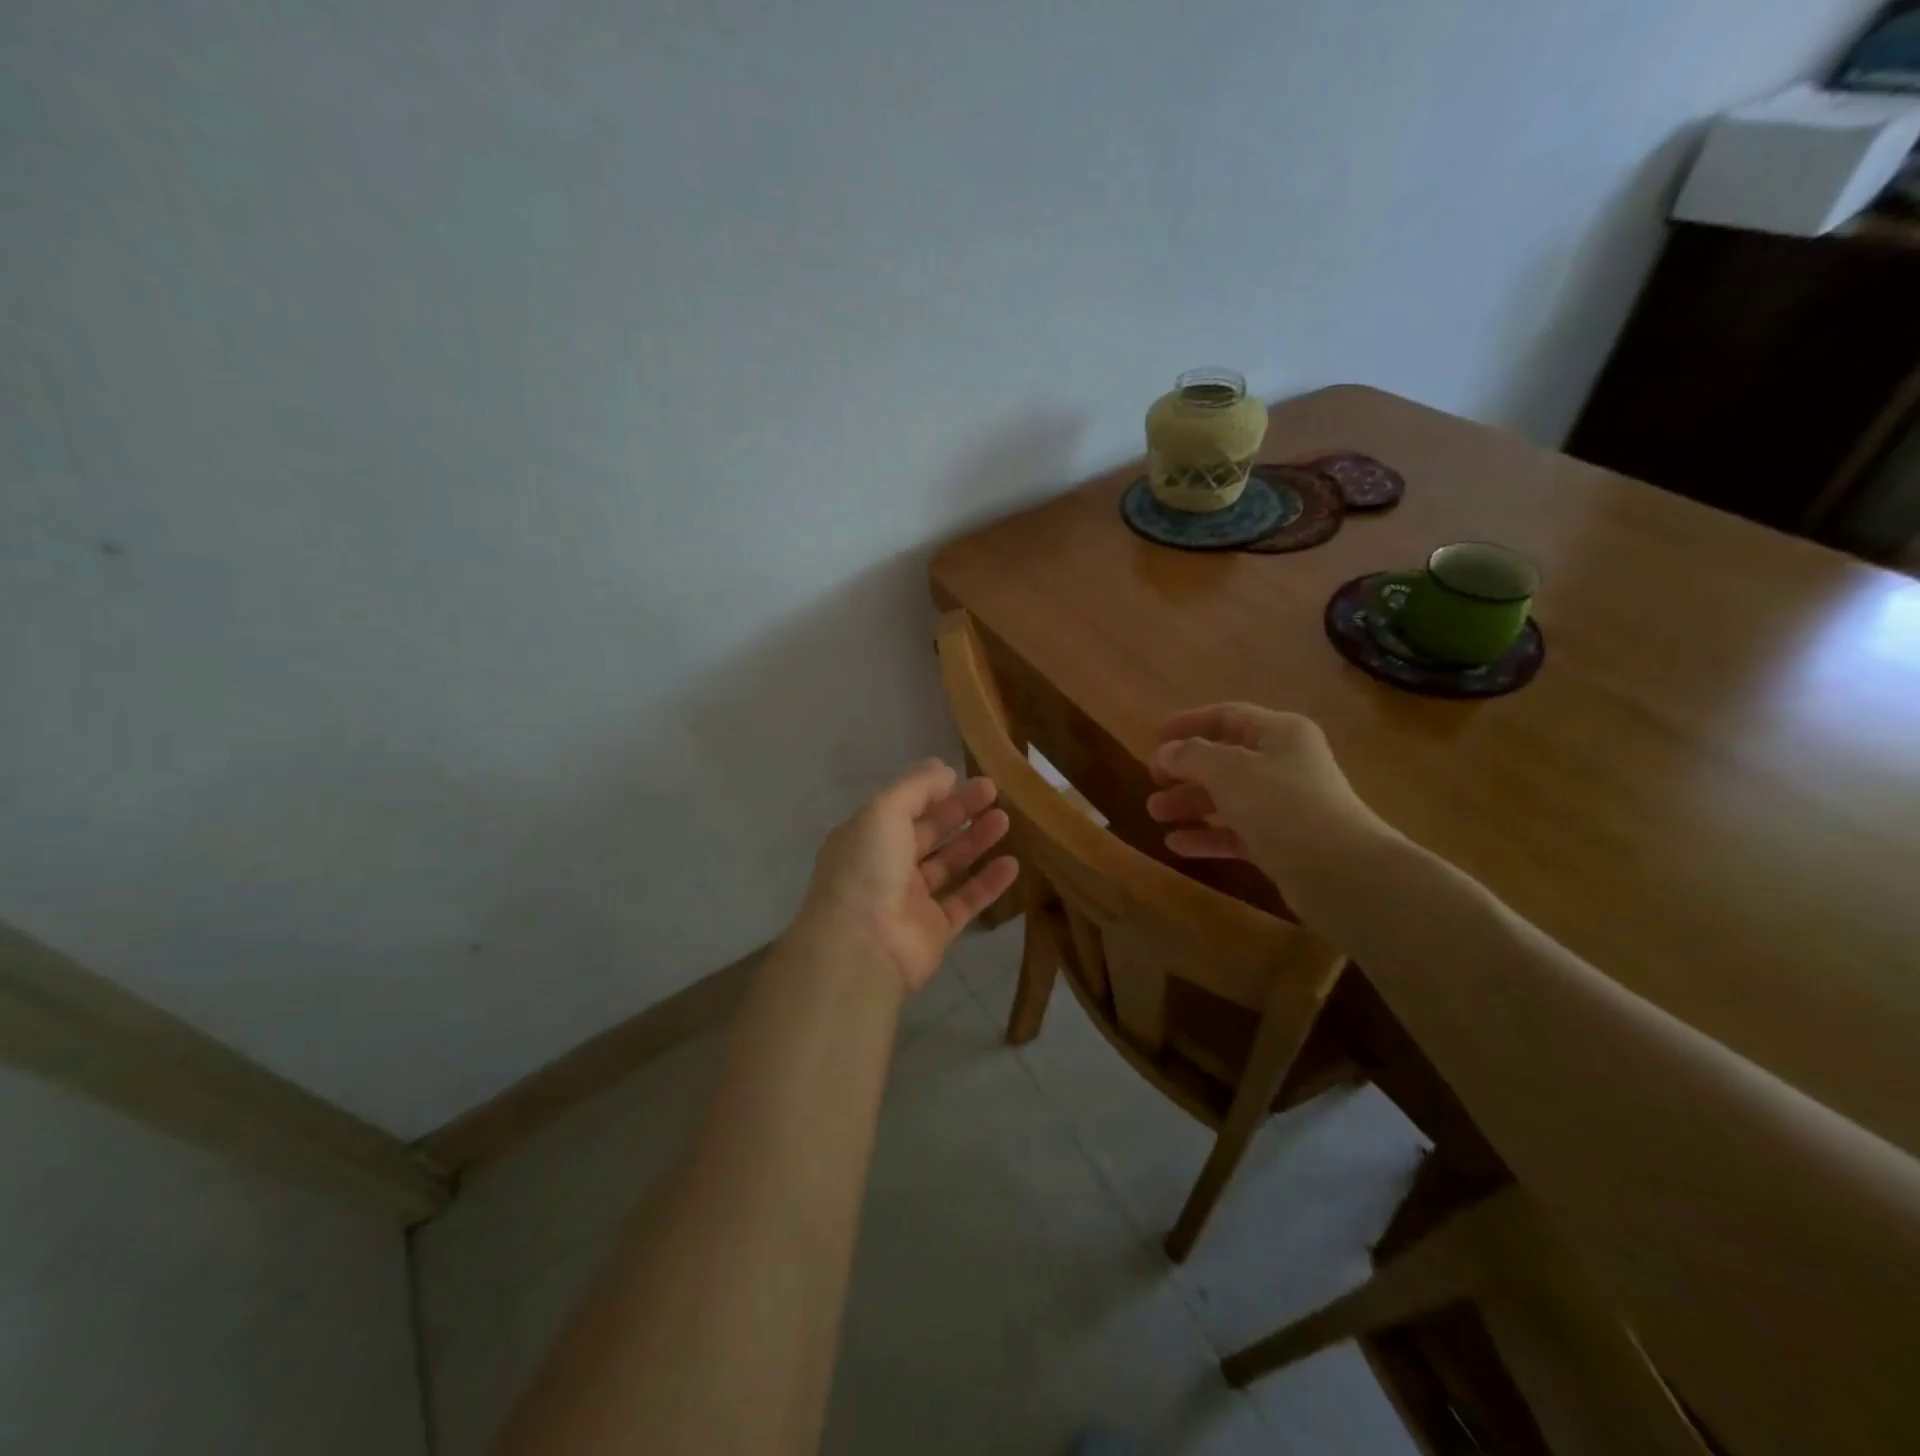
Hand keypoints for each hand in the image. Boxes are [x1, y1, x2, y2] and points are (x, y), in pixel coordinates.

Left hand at [795, 760, 1019, 994]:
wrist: (862, 948)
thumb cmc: (868, 869)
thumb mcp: (884, 811)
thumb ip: (916, 787)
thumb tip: (943, 768)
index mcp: (866, 837)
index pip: (904, 807)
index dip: (934, 791)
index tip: (967, 776)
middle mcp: (886, 866)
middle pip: (929, 832)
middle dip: (960, 811)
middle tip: (995, 791)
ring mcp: (910, 900)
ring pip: (949, 864)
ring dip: (976, 841)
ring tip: (1005, 820)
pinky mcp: (934, 930)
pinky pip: (966, 901)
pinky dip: (988, 883)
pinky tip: (1012, 864)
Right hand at [1145, 703, 1394, 913]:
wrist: (1340, 872)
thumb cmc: (1282, 805)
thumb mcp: (1228, 771)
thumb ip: (1191, 756)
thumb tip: (1166, 752)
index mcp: (1280, 733)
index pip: (1227, 716)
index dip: (1188, 723)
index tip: (1154, 737)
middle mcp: (1285, 764)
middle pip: (1225, 760)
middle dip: (1185, 770)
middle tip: (1152, 781)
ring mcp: (1285, 806)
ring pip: (1228, 798)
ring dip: (1190, 804)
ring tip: (1155, 814)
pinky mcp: (1283, 843)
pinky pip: (1236, 832)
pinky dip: (1207, 836)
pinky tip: (1176, 845)